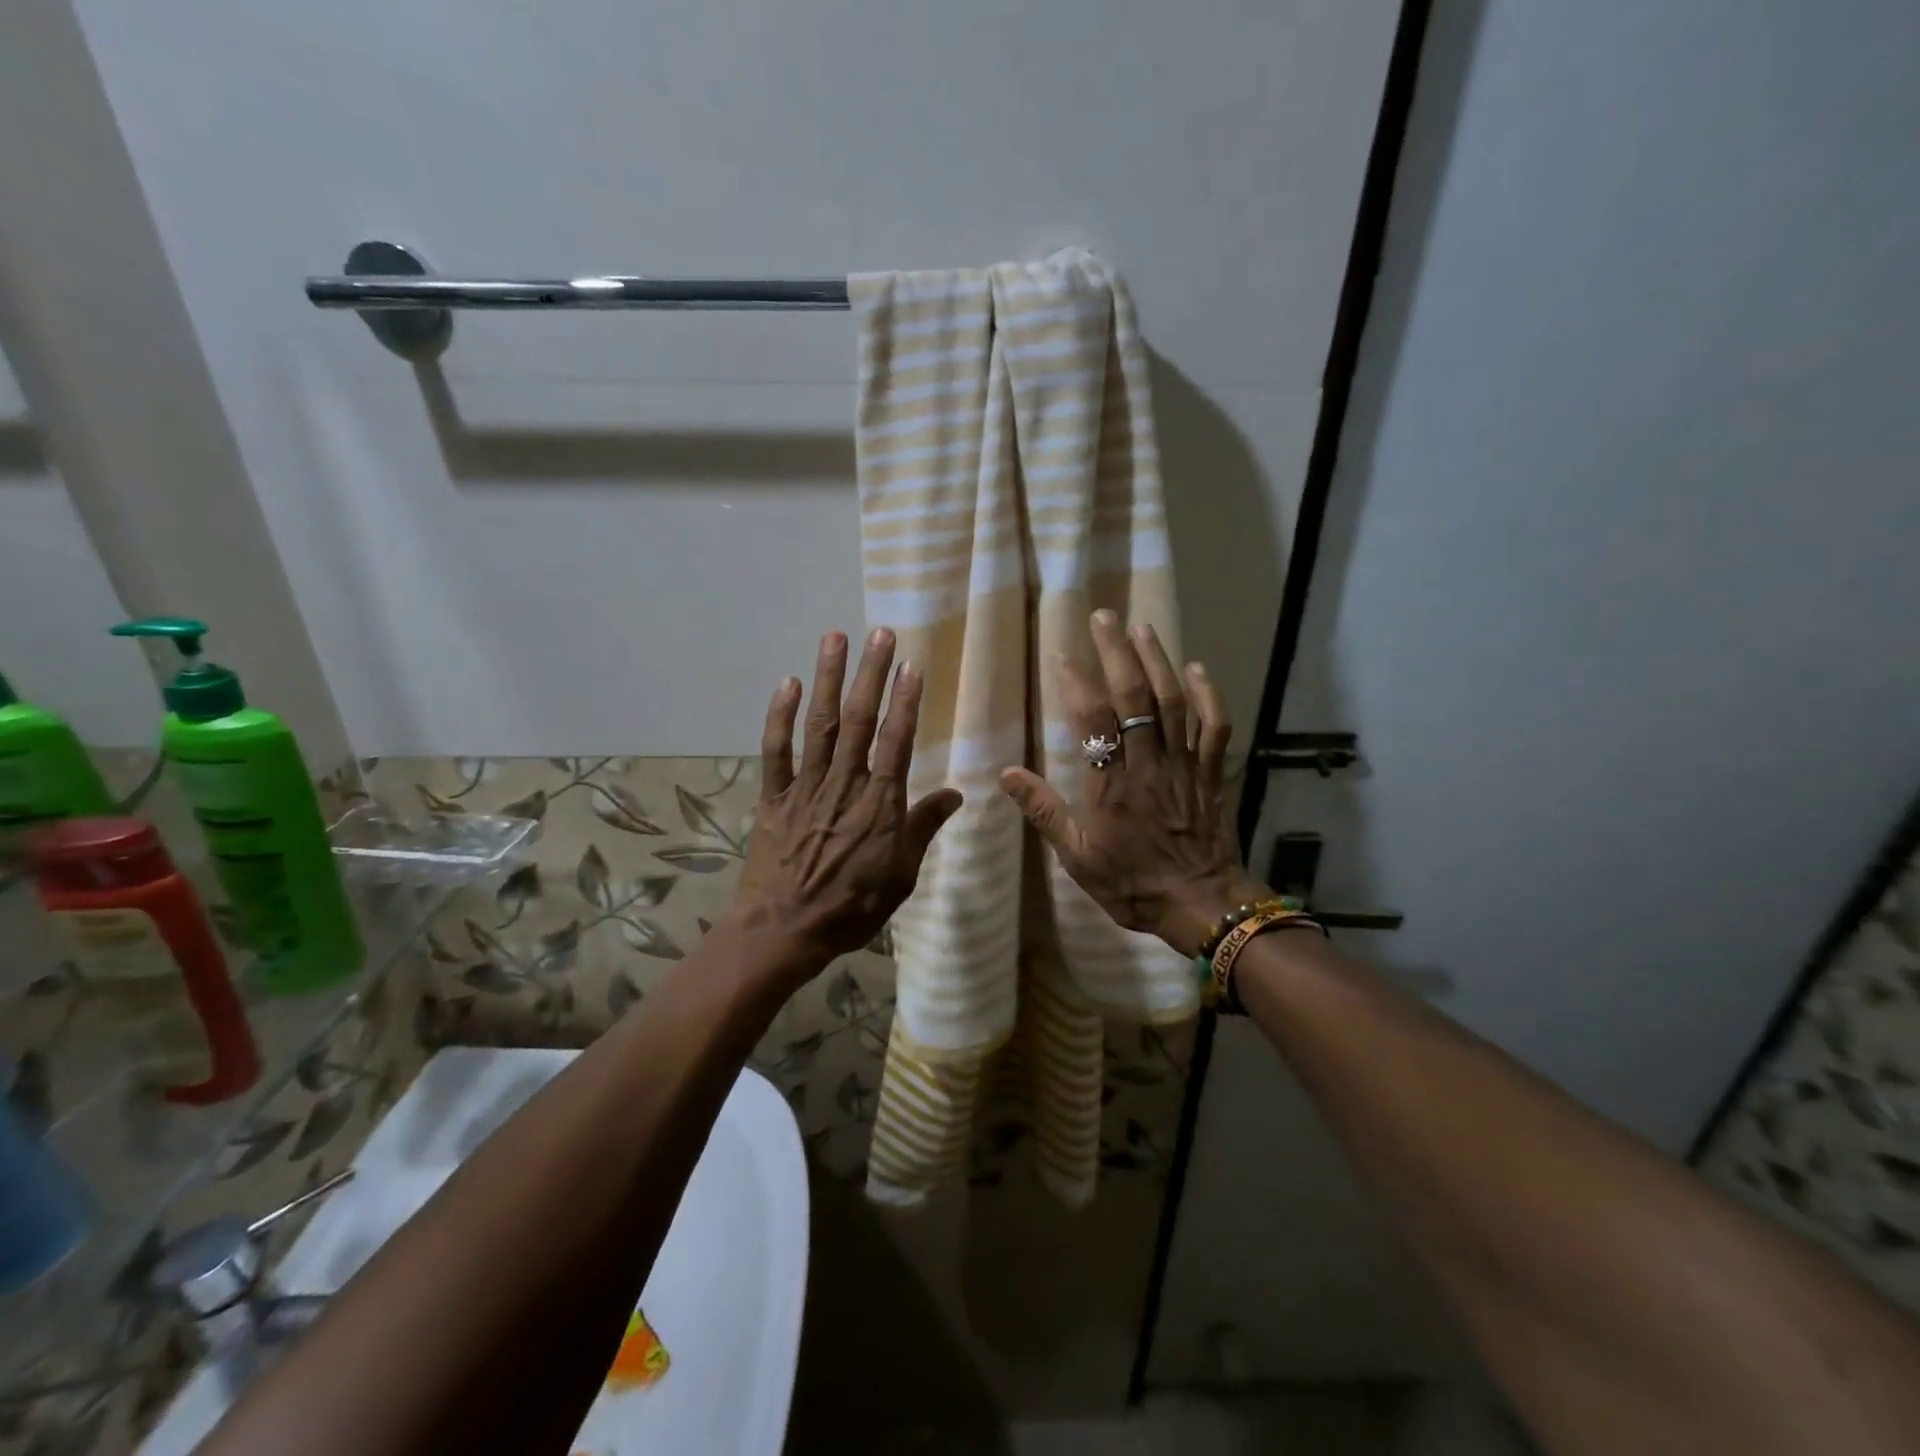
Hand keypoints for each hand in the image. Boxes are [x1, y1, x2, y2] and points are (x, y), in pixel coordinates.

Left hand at [731, 628, 962, 982]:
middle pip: (858, 721)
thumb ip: (924, 828)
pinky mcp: (773, 797)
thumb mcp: (901, 876)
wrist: (783, 932)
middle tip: (879, 632)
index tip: (911, 666)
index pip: (896, 742)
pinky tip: (787, 683)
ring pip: (819, 725)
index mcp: (880, 805)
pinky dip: (780, 716)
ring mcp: (805, 787)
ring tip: (834, 637)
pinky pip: (775, 751)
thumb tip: (956, 793)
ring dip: (827, 679)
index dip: (905, 702)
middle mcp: (844, 785)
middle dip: (870, 674)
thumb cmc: (851, 908)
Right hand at [1000, 610, 1266, 956]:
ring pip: (1174, 702)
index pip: (1093, 721)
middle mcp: (1149, 764)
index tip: (1062, 655)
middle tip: (1104, 617)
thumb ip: (1044, 812)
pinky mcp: (1210, 772)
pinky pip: (1215, 726)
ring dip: (1158, 660)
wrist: (1201, 904)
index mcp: (1112, 784)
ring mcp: (1184, 765)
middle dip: (1118, 653)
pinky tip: (1197, 667)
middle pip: (1135, 698)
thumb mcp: (1078, 858)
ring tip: (1141, 627)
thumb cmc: (1132, 883)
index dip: (1078, 683)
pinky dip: (1209, 694)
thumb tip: (1006, 773)